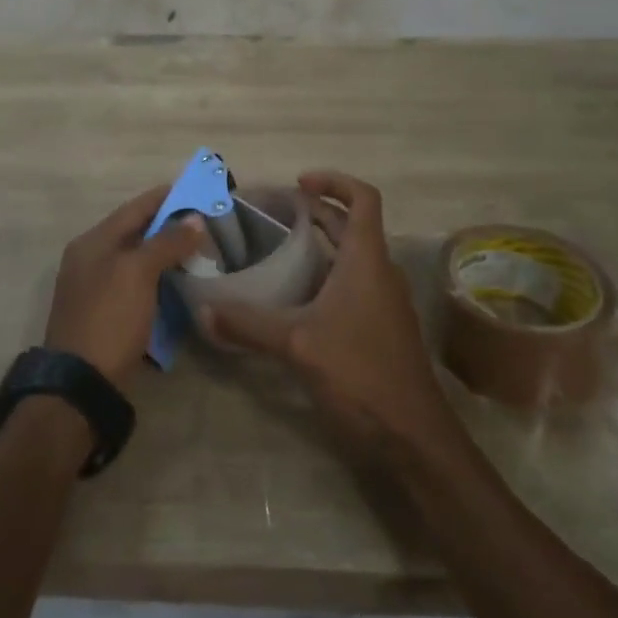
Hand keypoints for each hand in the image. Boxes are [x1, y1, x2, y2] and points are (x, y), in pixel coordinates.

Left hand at [46, 186, 205, 389]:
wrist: (80, 384)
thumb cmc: (109, 319)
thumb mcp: (138, 274)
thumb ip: (166, 242)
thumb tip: (195, 218)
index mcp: (93, 242)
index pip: (135, 207)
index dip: (167, 196)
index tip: (200, 189)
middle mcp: (91, 258)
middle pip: (136, 231)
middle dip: (171, 224)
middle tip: (207, 221)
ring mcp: (96, 287)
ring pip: (138, 258)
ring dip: (167, 251)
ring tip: (201, 248)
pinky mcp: (106, 313)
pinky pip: (137, 283)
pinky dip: (159, 277)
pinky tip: (181, 280)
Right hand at [200, 171, 457, 456]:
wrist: (413, 436)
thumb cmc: (360, 373)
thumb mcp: (298, 345)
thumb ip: (249, 325)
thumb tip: (204, 311)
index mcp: (367, 259)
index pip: (363, 198)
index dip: (334, 181)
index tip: (299, 183)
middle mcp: (380, 271)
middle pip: (352, 225)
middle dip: (317, 213)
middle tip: (274, 214)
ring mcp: (384, 301)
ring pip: (352, 257)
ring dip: (320, 246)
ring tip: (278, 250)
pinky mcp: (381, 327)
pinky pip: (353, 285)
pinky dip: (325, 277)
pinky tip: (295, 299)